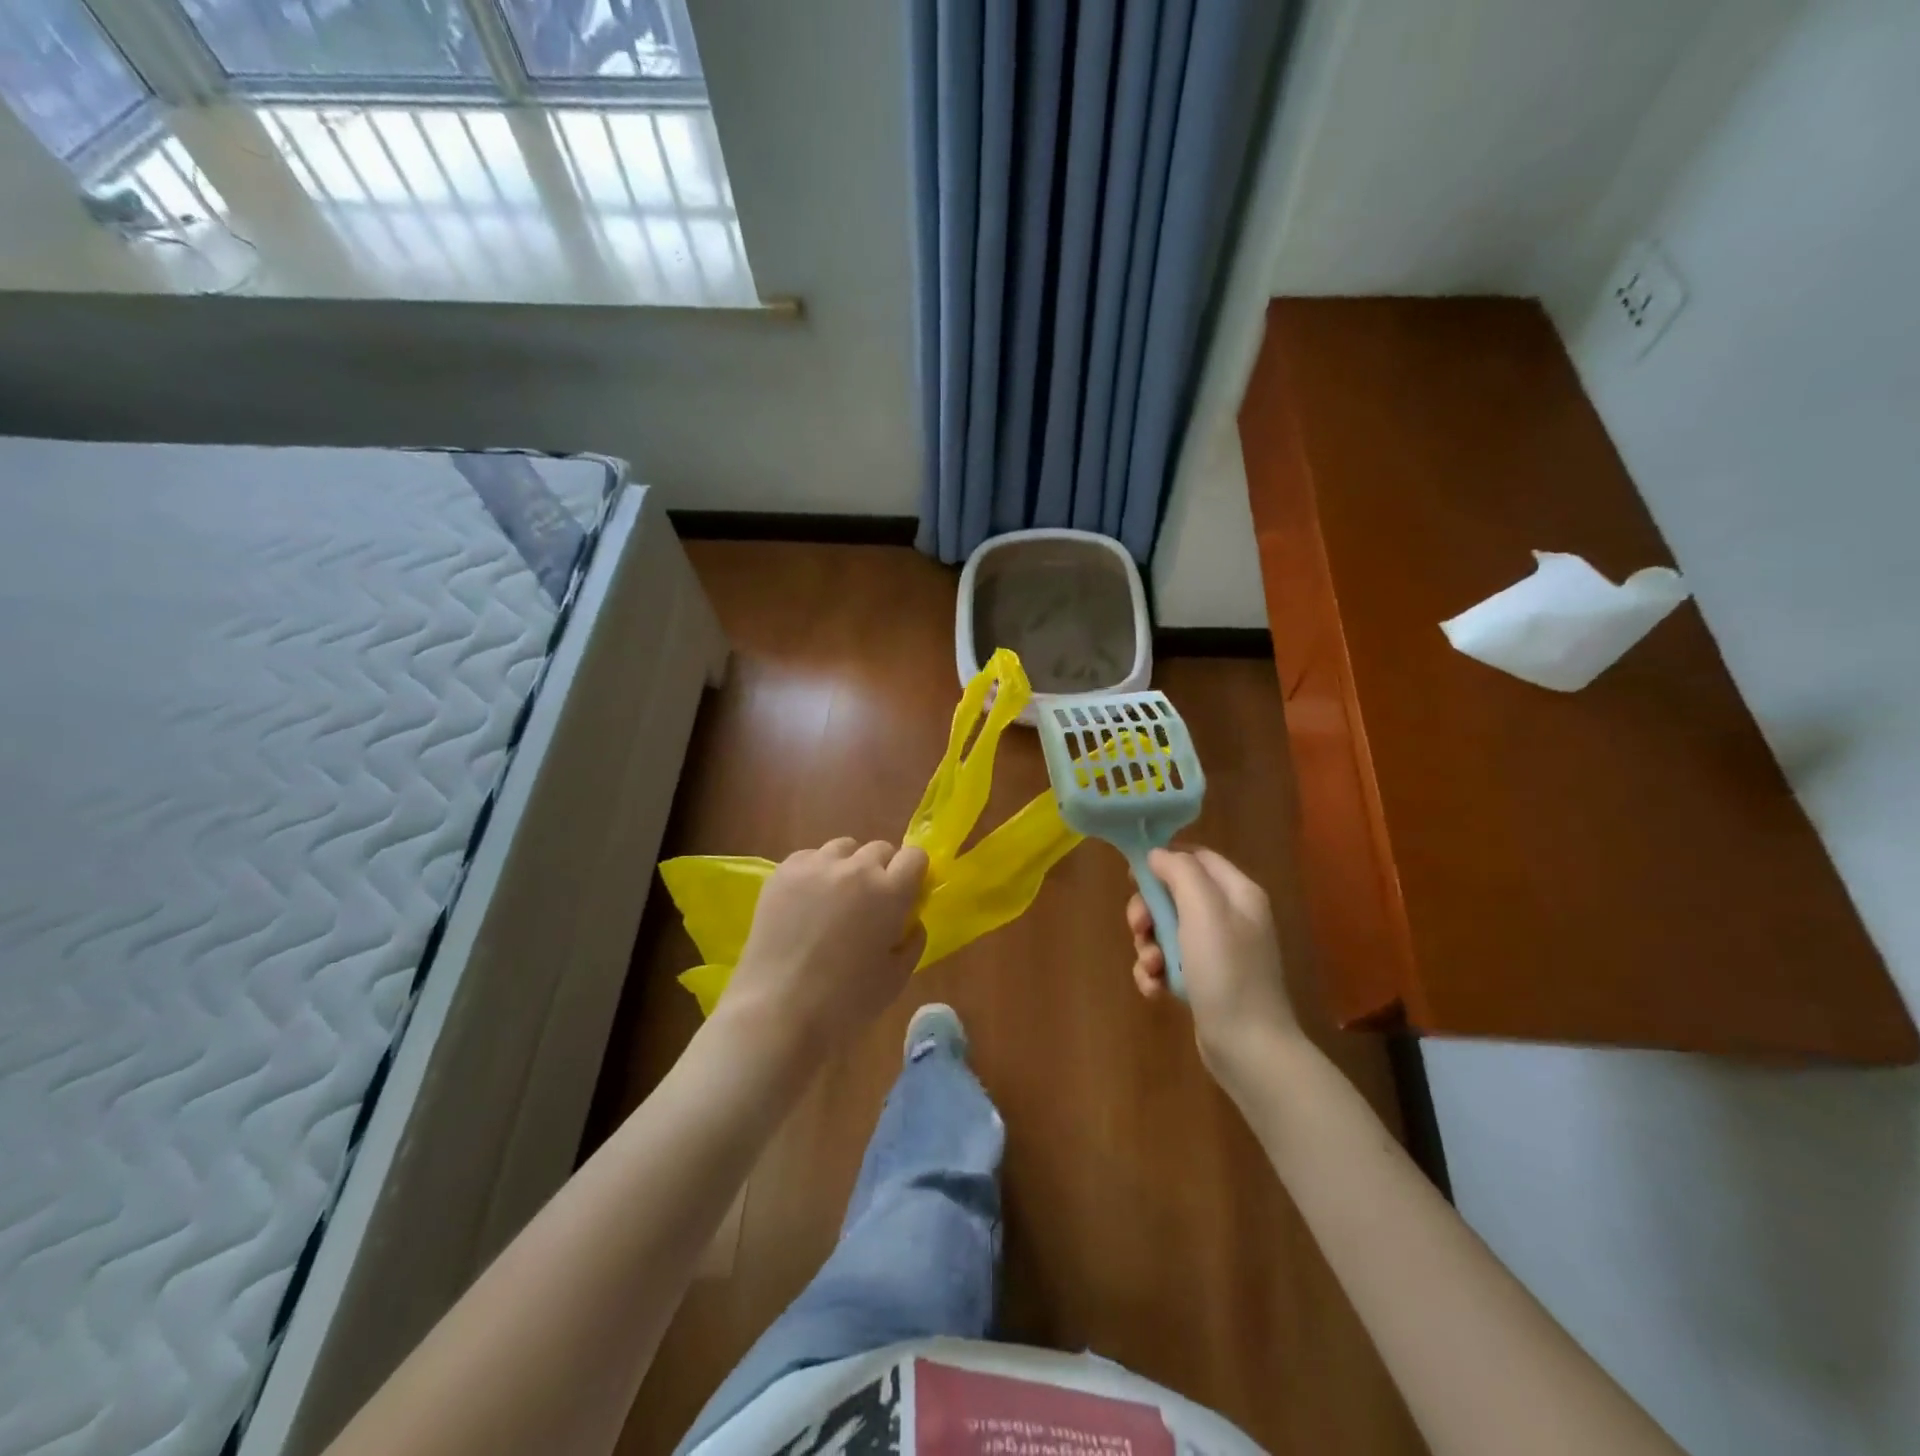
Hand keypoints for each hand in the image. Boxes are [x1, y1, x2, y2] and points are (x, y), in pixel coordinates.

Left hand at [724, 837, 928, 1052]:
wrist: (777, 1011)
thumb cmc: (845, 1003)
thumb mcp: (897, 978)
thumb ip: (913, 940)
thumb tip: (909, 920)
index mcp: (890, 892)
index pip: (915, 856)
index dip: (913, 874)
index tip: (906, 895)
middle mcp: (856, 869)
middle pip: (879, 849)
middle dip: (882, 870)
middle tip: (870, 903)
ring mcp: (816, 866)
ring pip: (844, 848)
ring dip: (848, 866)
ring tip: (836, 897)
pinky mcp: (783, 872)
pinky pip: (809, 857)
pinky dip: (815, 872)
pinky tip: (806, 901)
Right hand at [1128, 847, 1302, 1090]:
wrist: (1249, 1048)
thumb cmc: (1226, 971)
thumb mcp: (1203, 910)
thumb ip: (1180, 872)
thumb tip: (1157, 855)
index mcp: (1237, 893)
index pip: (1197, 856)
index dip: (1164, 861)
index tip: (1134, 876)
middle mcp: (1229, 917)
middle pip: (1174, 895)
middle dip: (1149, 911)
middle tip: (1139, 928)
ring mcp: (1216, 952)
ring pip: (1166, 931)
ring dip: (1148, 946)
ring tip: (1151, 968)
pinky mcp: (1203, 981)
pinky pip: (1169, 963)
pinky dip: (1155, 973)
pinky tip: (1155, 990)